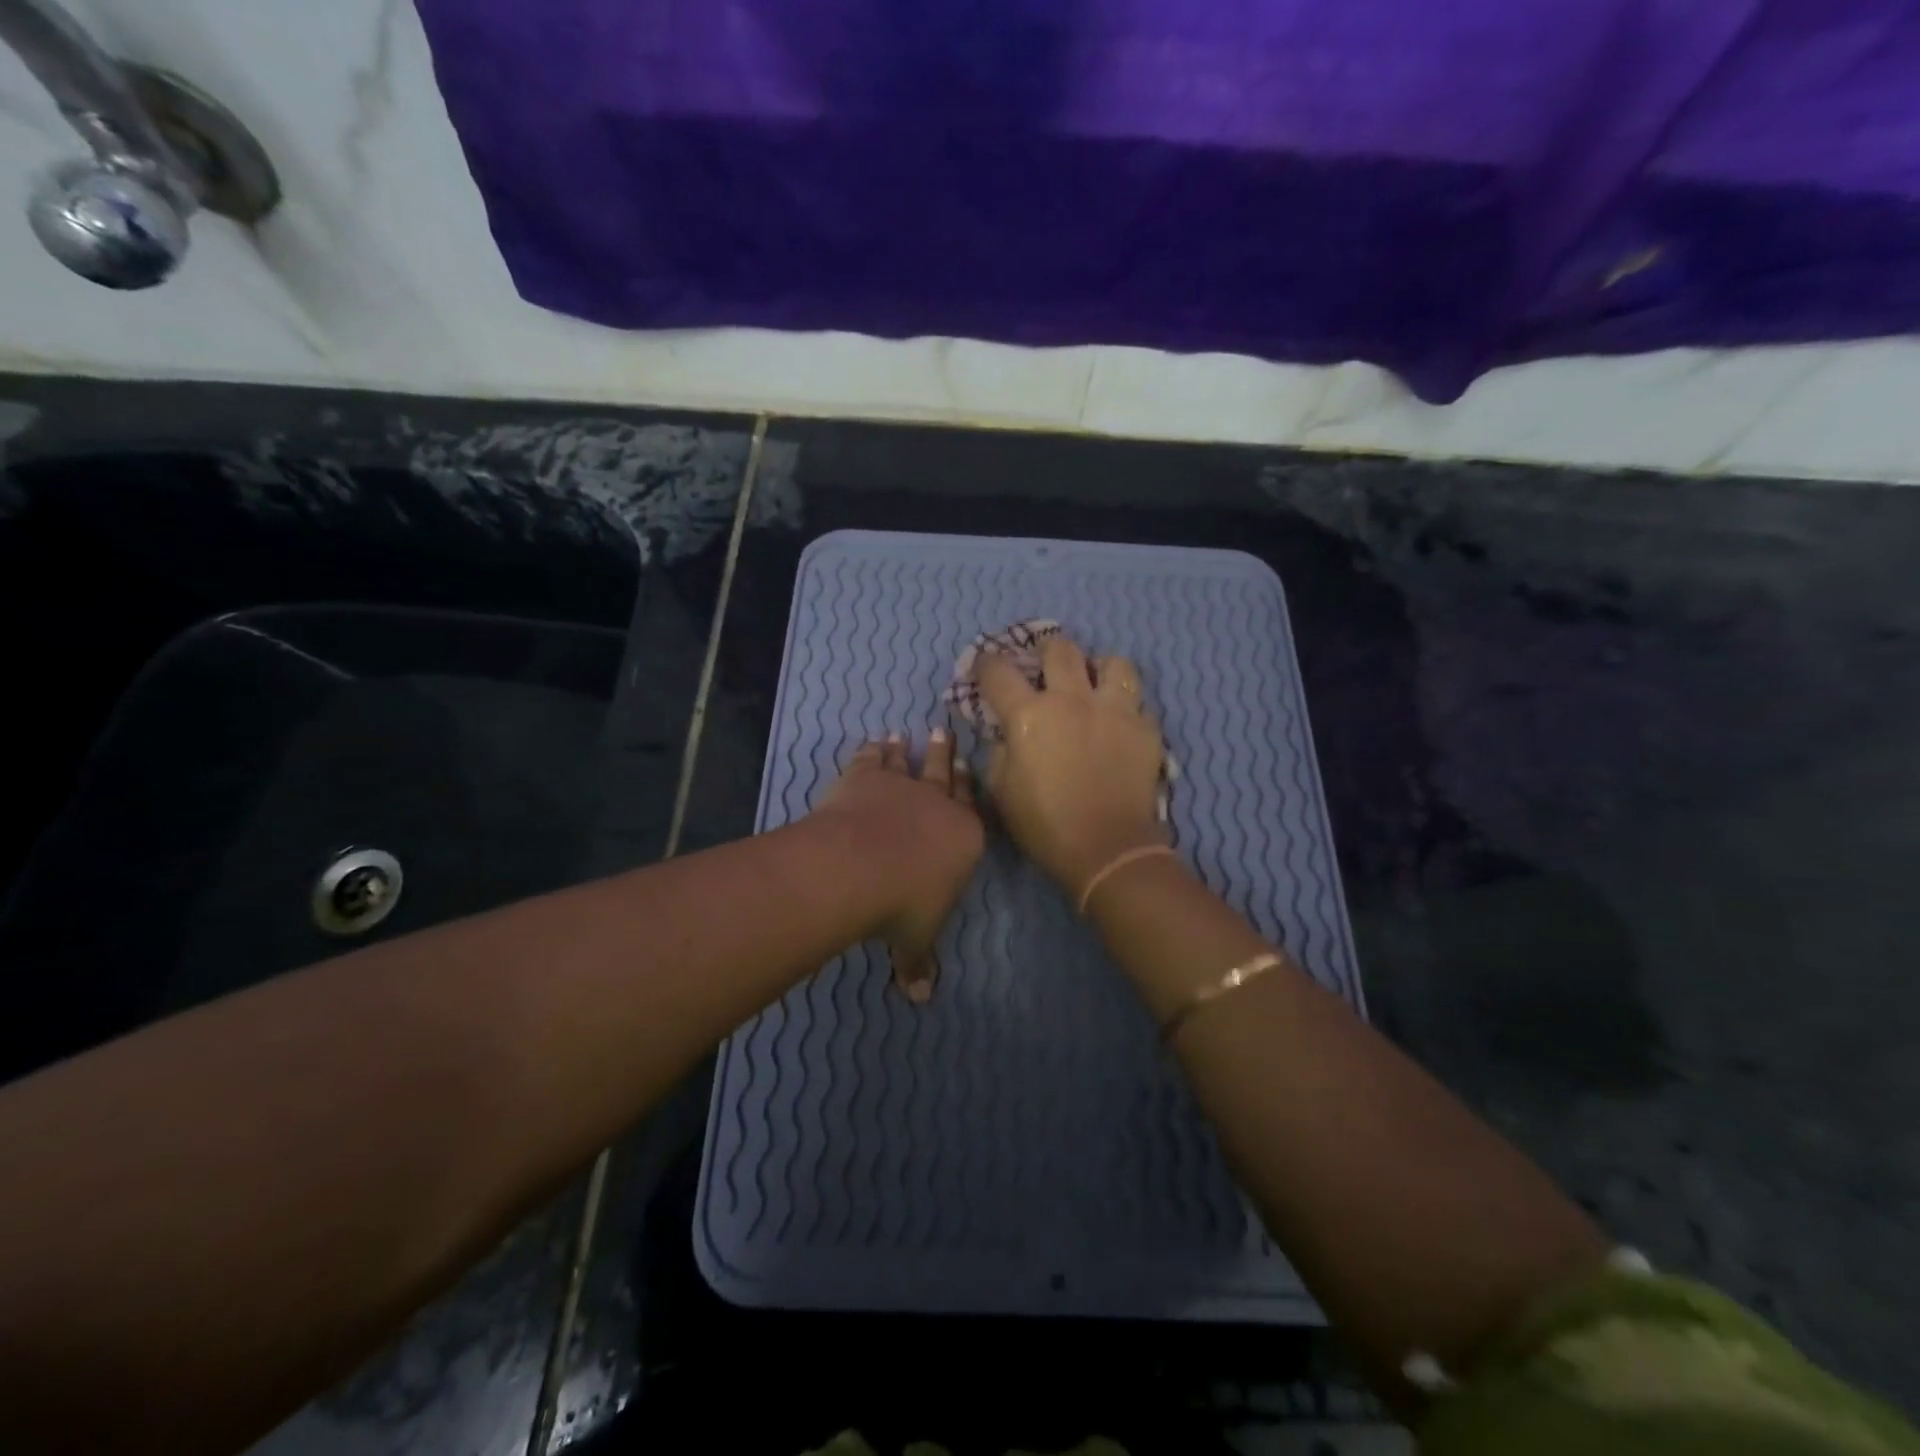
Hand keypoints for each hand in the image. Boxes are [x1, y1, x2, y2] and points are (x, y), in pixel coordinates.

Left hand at [812, 730, 984, 1001]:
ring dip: (909, 750)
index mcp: (964, 837)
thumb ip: (919, 962)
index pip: (973, 809)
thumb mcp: (915, 939)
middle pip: (945, 775)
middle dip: (946, 757)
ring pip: (909, 762)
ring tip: (907, 735)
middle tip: (945, 735)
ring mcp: (901, 786)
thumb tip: (921, 999)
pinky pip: (872, 759)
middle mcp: (938, 804)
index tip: (968, 768)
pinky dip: (873, 749)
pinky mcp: (866, 777)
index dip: (970, 790)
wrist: (860, 866)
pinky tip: (873, 741)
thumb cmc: (902, 906)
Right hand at [975, 633, 1166, 898]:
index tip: (984, 666)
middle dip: (1047, 650)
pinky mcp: (1145, 728)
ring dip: (1099, 668)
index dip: (986, 663)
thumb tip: (1005, 733)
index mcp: (1029, 715)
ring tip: (1095, 683)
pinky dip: (1126, 706)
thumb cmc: (1044, 824)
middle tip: (1045, 664)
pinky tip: (1119, 722)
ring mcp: (1114, 710)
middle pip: (1059, 649)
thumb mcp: (1002, 791)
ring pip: (1113, 662)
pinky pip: (1138, 701)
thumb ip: (999, 751)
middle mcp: (1072, 700)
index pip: (998, 672)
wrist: (1107, 848)